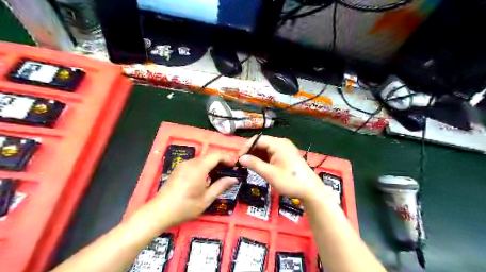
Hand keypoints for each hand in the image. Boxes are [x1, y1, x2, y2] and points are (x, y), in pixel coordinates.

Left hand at [150, 153, 237, 224]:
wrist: (159, 212)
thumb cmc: (184, 207)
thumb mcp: (206, 199)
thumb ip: (221, 186)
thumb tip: (234, 179)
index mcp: (198, 168)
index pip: (216, 156)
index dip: (227, 157)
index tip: (235, 164)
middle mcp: (191, 163)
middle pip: (209, 156)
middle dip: (221, 160)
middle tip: (230, 169)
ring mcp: (183, 165)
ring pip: (202, 159)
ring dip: (213, 163)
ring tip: (221, 173)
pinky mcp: (179, 169)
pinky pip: (195, 163)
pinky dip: (204, 166)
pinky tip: (207, 176)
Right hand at [237, 136, 323, 201]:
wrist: (310, 190)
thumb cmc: (290, 181)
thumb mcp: (269, 173)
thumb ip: (254, 164)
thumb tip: (240, 158)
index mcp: (278, 144)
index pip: (257, 139)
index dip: (246, 147)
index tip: (239, 159)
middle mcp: (281, 143)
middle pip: (261, 143)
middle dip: (251, 152)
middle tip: (242, 164)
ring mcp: (285, 149)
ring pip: (266, 149)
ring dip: (257, 156)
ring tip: (249, 166)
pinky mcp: (286, 155)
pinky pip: (271, 153)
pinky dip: (264, 159)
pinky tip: (259, 166)